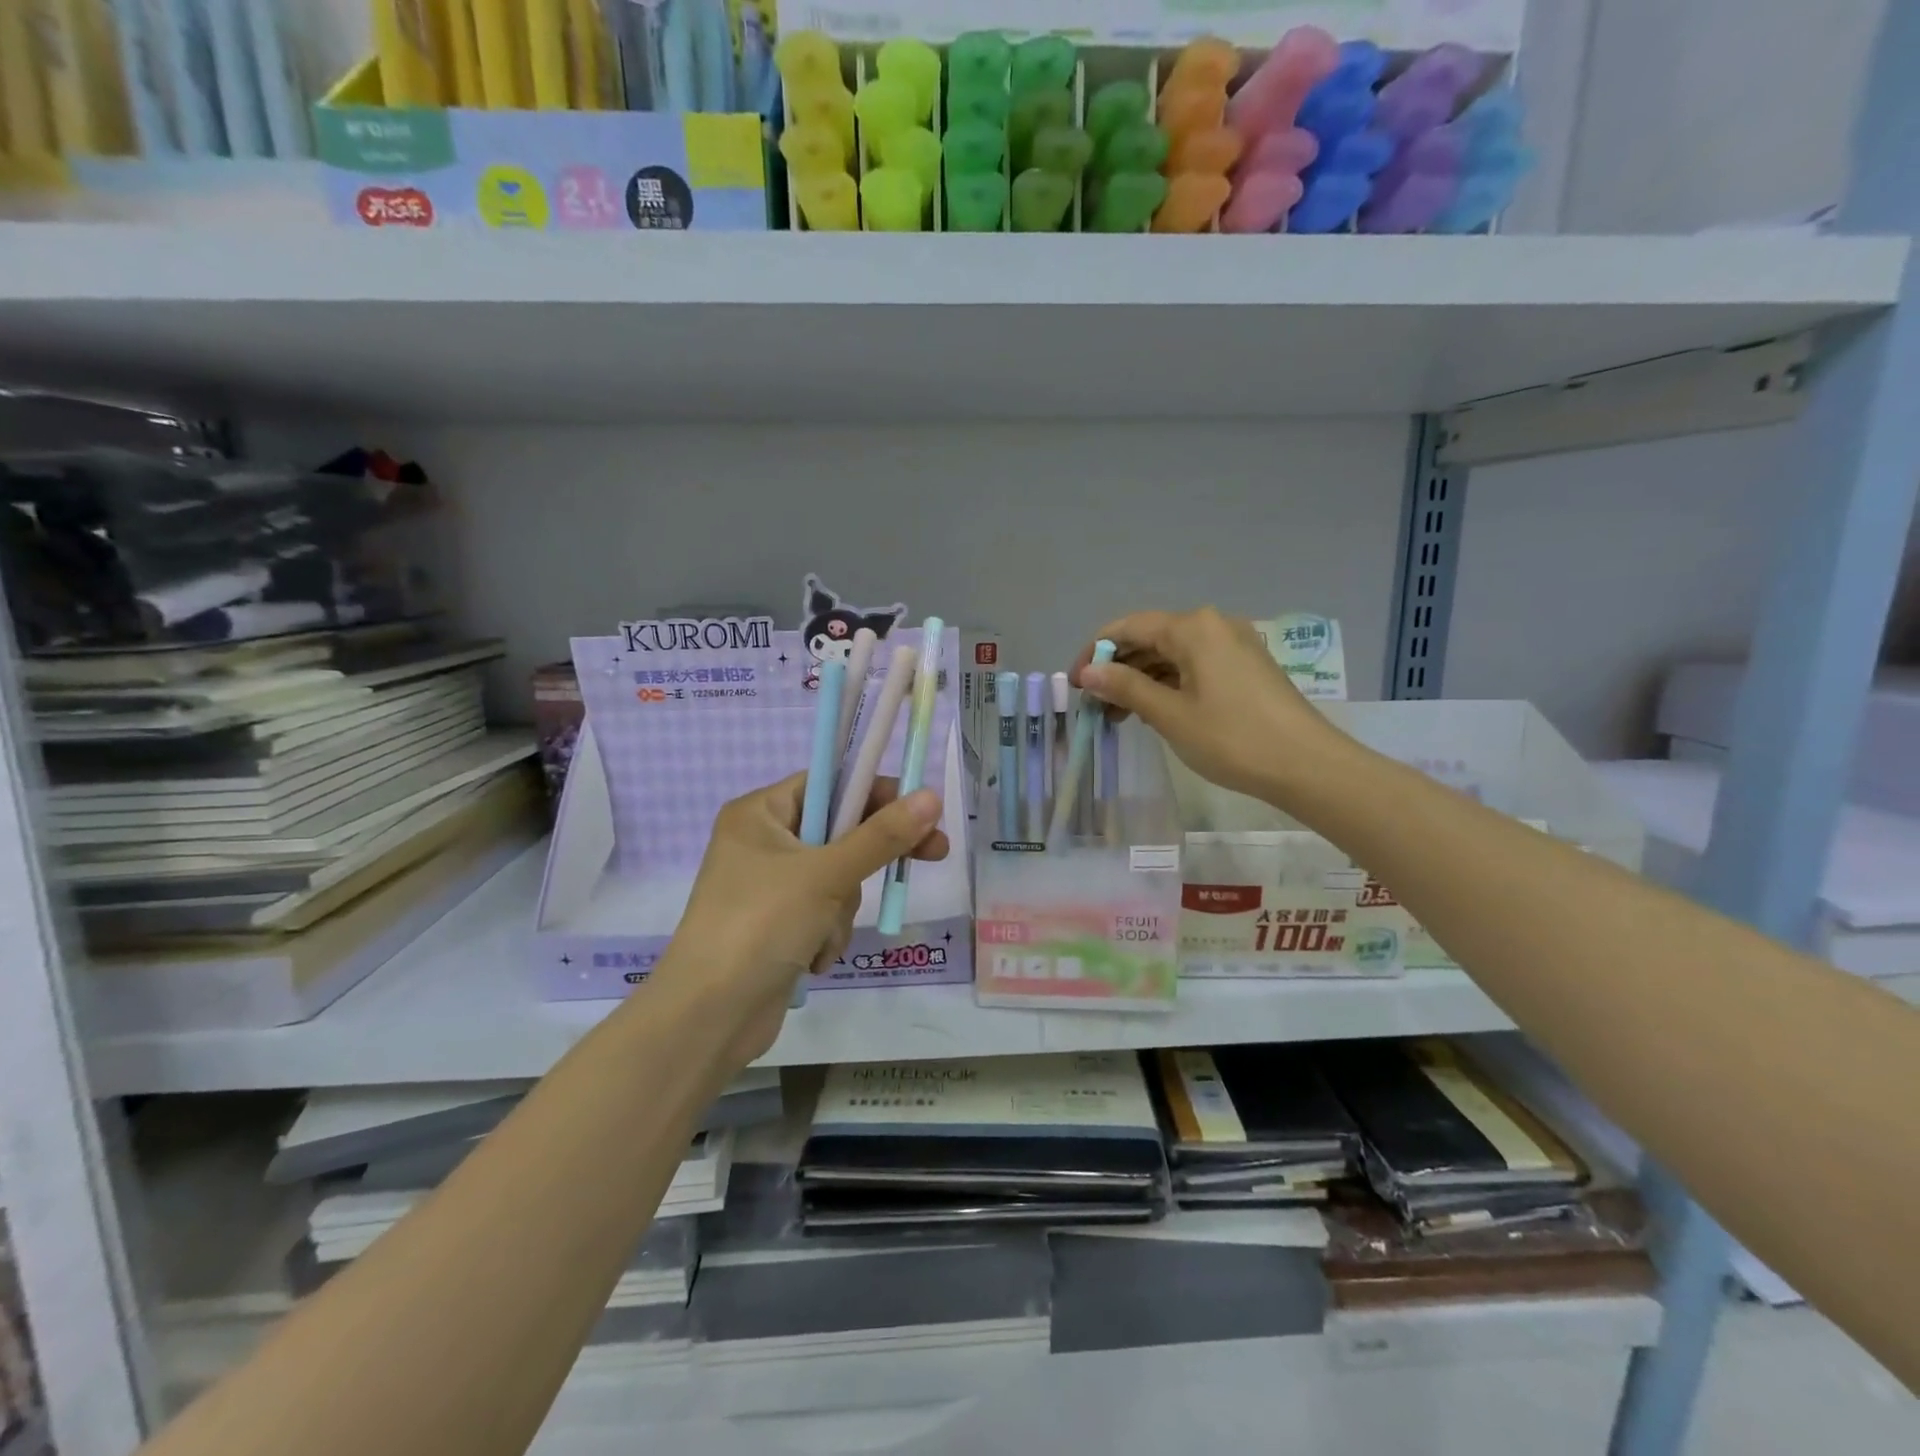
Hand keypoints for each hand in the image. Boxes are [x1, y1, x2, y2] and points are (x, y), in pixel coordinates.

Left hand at [648, 775, 947, 1070]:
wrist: (709, 1017)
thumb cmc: (761, 925)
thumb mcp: (827, 875)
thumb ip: (882, 836)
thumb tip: (932, 796)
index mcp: (759, 813)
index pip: (830, 783)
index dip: (877, 793)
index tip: (921, 809)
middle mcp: (762, 842)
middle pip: (839, 832)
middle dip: (867, 860)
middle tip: (934, 854)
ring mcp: (769, 887)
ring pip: (838, 878)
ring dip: (841, 909)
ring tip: (821, 935)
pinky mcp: (778, 925)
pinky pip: (824, 912)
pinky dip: (827, 934)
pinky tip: (811, 958)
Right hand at [1070, 607, 1337, 802]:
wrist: (1308, 766)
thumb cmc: (1232, 738)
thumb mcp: (1170, 714)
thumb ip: (1125, 687)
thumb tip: (1088, 672)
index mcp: (1193, 628)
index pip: (1129, 627)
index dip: (1095, 652)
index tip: (1074, 684)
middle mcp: (1213, 625)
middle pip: (1151, 638)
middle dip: (1117, 668)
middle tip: (1094, 704)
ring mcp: (1234, 645)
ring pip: (1172, 654)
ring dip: (1141, 679)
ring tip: (1118, 715)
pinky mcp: (1246, 666)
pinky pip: (1194, 665)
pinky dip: (1168, 684)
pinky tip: (1154, 710)